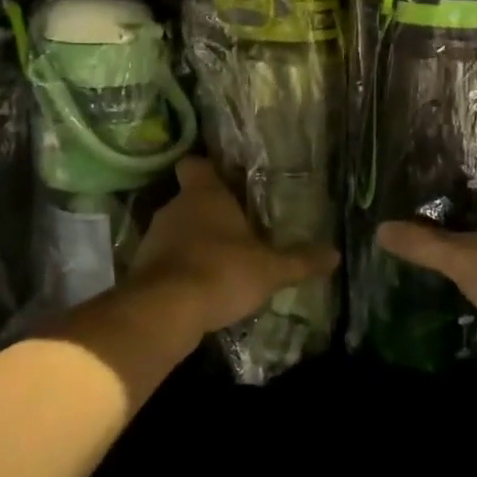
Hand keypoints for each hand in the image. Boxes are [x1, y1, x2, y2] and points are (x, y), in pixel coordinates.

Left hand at [130, 156, 340, 336]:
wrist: (164, 311)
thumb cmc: (221, 272)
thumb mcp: (270, 269)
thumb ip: (300, 261)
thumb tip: (335, 254)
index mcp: (204, 194)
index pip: (196, 164)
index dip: (208, 170)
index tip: (226, 180)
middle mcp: (174, 208)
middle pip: (190, 200)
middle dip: (211, 214)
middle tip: (238, 230)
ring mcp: (154, 238)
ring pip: (177, 231)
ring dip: (195, 243)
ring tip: (223, 262)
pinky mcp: (141, 269)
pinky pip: (166, 260)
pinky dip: (181, 270)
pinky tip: (202, 288)